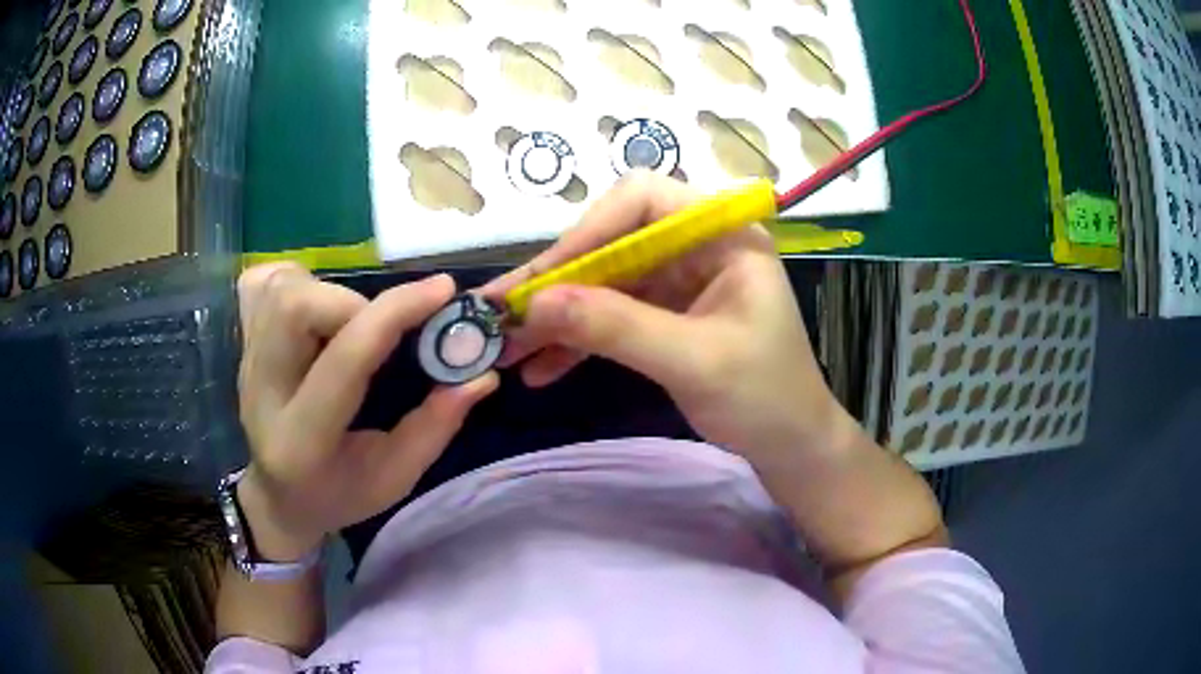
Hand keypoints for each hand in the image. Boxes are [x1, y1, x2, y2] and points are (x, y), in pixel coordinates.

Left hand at [236, 264, 497, 560]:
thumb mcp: (395, 477)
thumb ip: (436, 426)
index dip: (396, 314)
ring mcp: (246, 363)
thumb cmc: (338, 495)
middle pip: (294, 308)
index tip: (443, 291)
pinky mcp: (243, 344)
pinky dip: (294, 280)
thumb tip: (481, 374)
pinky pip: (260, 285)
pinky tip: (316, 305)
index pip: (346, 360)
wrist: (278, 497)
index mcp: (304, 440)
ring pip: (279, 290)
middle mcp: (264, 392)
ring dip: (328, 290)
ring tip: (353, 320)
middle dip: (353, 300)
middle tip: (382, 325)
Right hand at [482, 172, 842, 465]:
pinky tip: (541, 368)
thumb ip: (616, 328)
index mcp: (721, 233)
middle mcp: (696, 245)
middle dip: (557, 282)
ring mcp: (678, 280)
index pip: (642, 201)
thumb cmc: (765, 398)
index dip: (587, 232)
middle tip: (501, 315)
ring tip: (508, 350)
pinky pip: (610, 316)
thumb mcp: (693, 361)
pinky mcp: (664, 314)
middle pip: (611, 242)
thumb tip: (535, 305)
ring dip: (556, 316)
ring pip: (603, 281)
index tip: (542, 280)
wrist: (791, 446)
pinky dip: (576, 340)